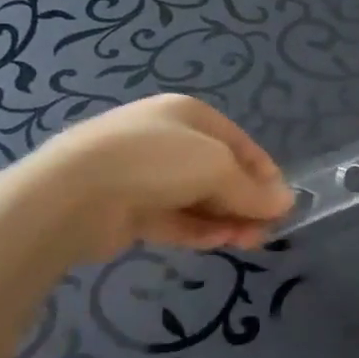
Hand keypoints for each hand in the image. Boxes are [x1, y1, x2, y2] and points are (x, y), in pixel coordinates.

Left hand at [18, 94, 293, 259]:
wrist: (72, 194)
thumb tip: (286, 202)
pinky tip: (219, 243)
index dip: (264, 172)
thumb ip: (254, 190)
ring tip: (249, 242)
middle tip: (267, 229)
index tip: (282, 202)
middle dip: (245, 201)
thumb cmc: (158, 162)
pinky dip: (197, 230)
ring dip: (226, 219)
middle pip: (219, 172)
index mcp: (188, 114)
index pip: (239, 143)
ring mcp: (143, 175)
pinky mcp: (125, 209)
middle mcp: (166, 140)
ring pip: (196, 198)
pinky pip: (172, 218)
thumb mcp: (219, 168)